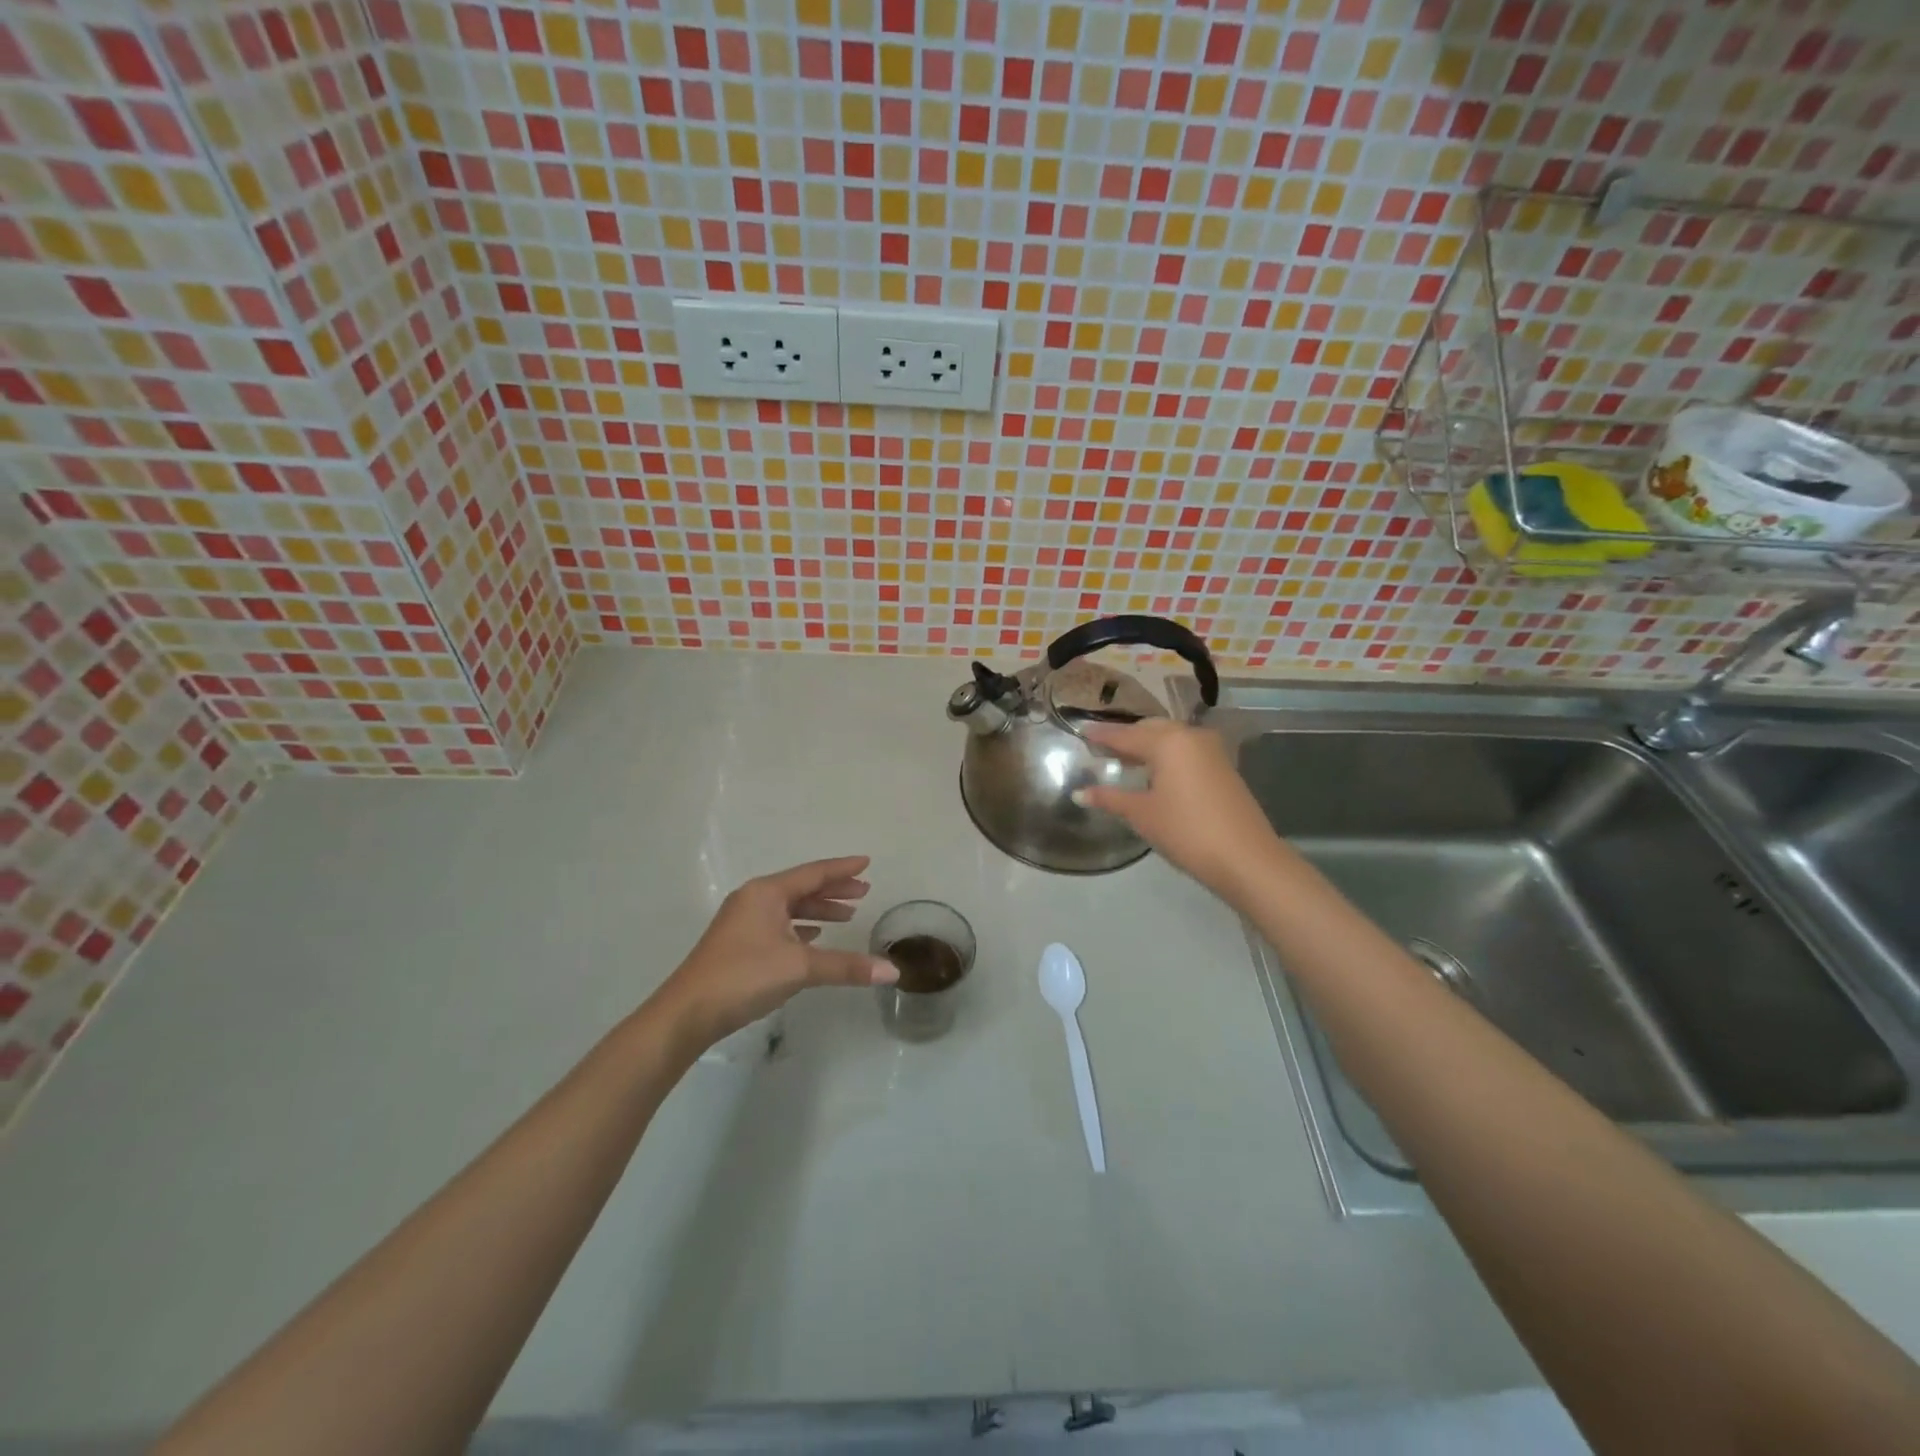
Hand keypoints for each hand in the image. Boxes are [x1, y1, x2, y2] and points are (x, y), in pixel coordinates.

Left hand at [651, 856, 896, 1053]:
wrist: (687, 1013)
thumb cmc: (744, 976)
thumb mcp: (799, 967)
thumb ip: (846, 966)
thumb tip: (893, 972)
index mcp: (767, 893)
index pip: (813, 873)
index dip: (842, 869)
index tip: (867, 863)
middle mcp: (754, 899)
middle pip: (802, 887)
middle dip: (833, 889)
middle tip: (864, 891)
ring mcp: (743, 921)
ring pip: (789, 908)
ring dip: (818, 910)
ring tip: (846, 916)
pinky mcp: (738, 944)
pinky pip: (778, 924)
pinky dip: (800, 927)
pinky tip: (813, 938)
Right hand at [1077, 720, 1287, 904]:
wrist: (1245, 857)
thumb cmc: (1186, 831)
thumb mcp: (1142, 814)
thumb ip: (1110, 798)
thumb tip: (1080, 793)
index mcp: (1168, 741)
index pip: (1125, 734)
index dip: (1102, 735)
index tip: (1081, 732)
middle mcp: (1190, 736)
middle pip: (1150, 729)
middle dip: (1126, 737)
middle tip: (1102, 749)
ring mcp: (1211, 750)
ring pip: (1171, 738)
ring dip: (1147, 746)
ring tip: (1124, 761)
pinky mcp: (1223, 766)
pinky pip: (1186, 751)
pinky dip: (1166, 756)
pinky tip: (1154, 773)